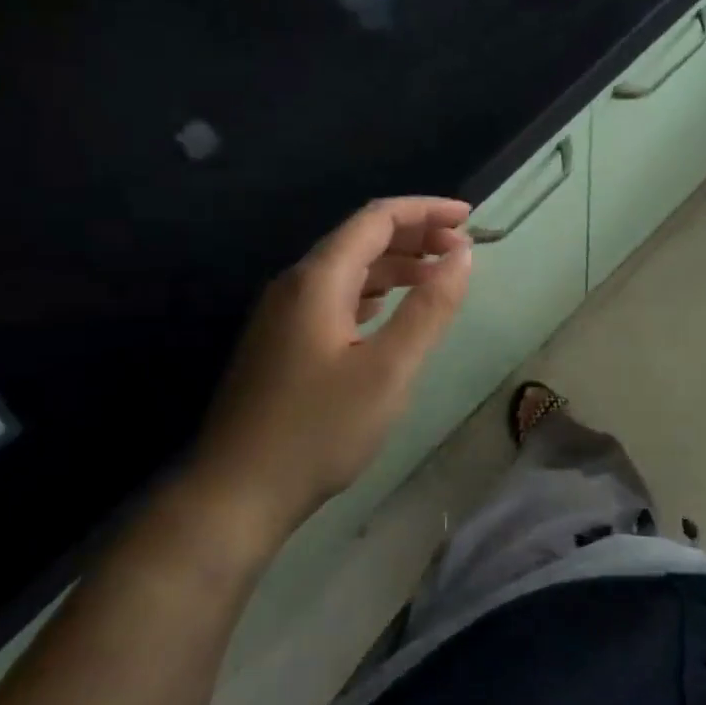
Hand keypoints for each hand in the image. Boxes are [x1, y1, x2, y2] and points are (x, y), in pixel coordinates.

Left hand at [192, 197, 472, 546]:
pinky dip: (372, 292)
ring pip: (347, 270)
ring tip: (437, 276)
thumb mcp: (389, 369)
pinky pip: (334, 297)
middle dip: (414, 235)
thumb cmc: (319, 430)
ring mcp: (282, 315)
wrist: (236, 494)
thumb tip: (462, 254)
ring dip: (395, 265)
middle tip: (461, 249)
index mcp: (318, 280)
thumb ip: (429, 308)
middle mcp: (295, 285)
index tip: (469, 218)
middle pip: (360, 239)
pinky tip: (389, 309)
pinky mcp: (281, 342)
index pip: (377, 219)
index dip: (425, 211)